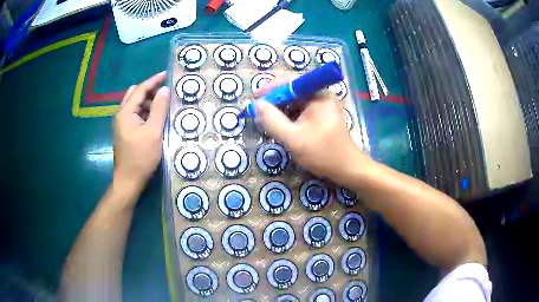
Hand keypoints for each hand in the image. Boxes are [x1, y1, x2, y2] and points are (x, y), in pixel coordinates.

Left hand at [113, 72, 169, 191]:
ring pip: (134, 104)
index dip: (153, 81)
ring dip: (147, 102)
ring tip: (162, 106)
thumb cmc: (141, 157)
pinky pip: (135, 114)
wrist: (128, 180)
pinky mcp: (124, 131)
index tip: (166, 75)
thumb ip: (159, 109)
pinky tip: (154, 119)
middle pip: (134, 94)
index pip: (140, 90)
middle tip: (164, 92)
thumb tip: (164, 90)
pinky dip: (144, 112)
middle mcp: (121, 115)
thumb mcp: (153, 132)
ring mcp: (121, 124)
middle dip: (149, 90)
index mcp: (125, 113)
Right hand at [255, 80, 372, 180]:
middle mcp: (321, 94)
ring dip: (280, 111)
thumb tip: (256, 105)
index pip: (289, 82)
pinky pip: (300, 110)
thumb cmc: (323, 153)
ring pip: (295, 102)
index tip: (254, 100)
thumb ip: (272, 121)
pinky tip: (282, 127)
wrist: (346, 168)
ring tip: (268, 122)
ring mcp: (322, 105)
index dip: (270, 89)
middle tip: (258, 114)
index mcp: (318, 94)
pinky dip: (289, 117)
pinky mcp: (322, 115)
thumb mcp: (293, 139)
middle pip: (291, 91)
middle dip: (274, 102)